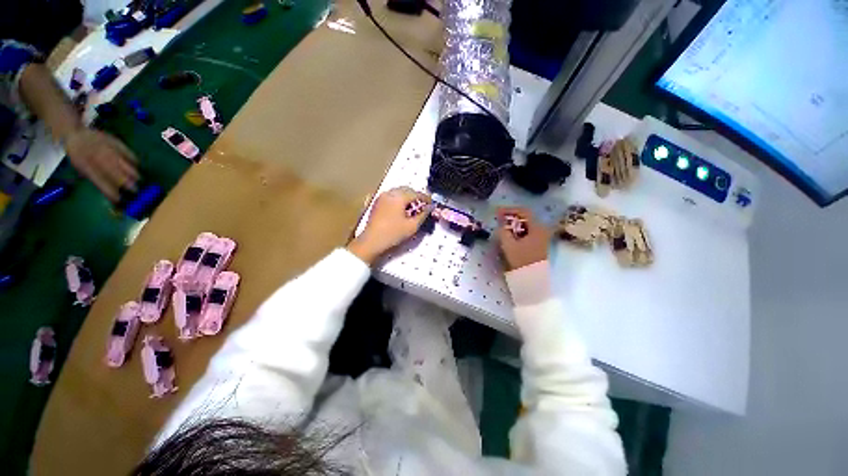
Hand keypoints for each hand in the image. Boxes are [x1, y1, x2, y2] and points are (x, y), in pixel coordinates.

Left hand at [64, 128, 138, 200]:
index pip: (99, 180)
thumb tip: (109, 189)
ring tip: (138, 178)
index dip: (110, 191)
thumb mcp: (79, 167)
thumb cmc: (78, 155)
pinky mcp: (113, 140)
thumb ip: (94, 177)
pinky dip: (132, 158)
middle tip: (135, 189)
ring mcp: (106, 147)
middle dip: (125, 181)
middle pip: (113, 170)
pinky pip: (126, 150)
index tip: (119, 199)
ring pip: (120, 160)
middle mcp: (96, 155)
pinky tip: (136, 164)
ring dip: (131, 171)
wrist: (76, 134)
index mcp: (85, 164)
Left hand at [347, 187, 431, 264]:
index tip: (432, 203)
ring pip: (398, 192)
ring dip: (407, 198)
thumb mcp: (412, 226)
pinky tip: (402, 210)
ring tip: (413, 209)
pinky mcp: (377, 203)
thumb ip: (423, 214)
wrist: (371, 241)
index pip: (416, 193)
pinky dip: (399, 200)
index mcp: (399, 197)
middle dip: (416, 196)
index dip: (426, 198)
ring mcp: (382, 197)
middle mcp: (390, 193)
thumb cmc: (393, 234)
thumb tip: (429, 208)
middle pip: (407, 190)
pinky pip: (391, 196)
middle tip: (423, 206)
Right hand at [497, 207, 550, 270]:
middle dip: (511, 217)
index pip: (523, 212)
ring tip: (502, 227)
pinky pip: (527, 232)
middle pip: (525, 218)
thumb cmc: (522, 260)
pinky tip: (510, 235)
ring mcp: (542, 237)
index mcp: (537, 228)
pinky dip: (518, 231)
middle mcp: (542, 230)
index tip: (497, 212)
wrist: (533, 279)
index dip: (509, 210)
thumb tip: (502, 224)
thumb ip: (504, 231)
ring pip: (526, 225)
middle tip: (499, 218)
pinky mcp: (539, 244)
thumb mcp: (509, 245)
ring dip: (514, 224)